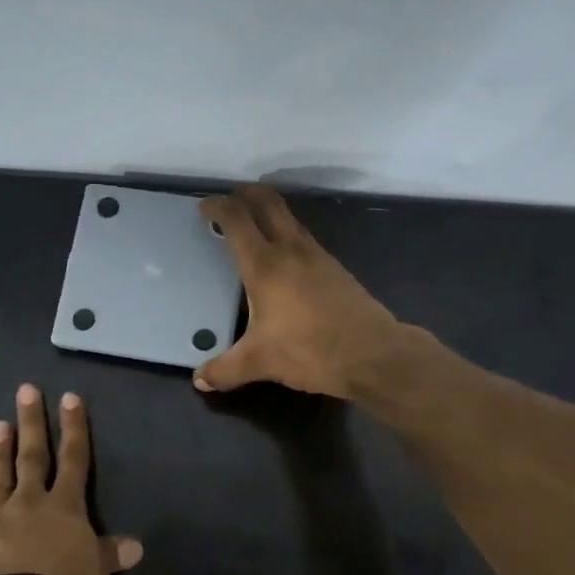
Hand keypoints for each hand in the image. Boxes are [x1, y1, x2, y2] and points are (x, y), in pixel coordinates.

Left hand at [0, 384, 142, 574]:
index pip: (74, 458)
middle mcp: (31, 504)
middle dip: (31, 423)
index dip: (74, 428)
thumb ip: (109, 555)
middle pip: (32, 457)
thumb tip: (135, 546)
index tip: (70, 398)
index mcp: (65, 506)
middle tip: (24, 391)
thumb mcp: (98, 573)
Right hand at [196, 185, 401, 399]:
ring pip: (290, 218)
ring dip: (269, 212)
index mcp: (265, 265)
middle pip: (267, 202)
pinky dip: (287, 234)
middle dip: (245, 194)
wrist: (373, 353)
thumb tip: (200, 380)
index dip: (216, 207)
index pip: (236, 220)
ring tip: (253, 226)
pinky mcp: (336, 269)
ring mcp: (318, 256)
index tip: (203, 208)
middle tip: (229, 199)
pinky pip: (305, 238)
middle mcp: (291, 250)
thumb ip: (225, 370)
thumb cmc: (310, 350)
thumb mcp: (260, 362)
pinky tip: (285, 260)